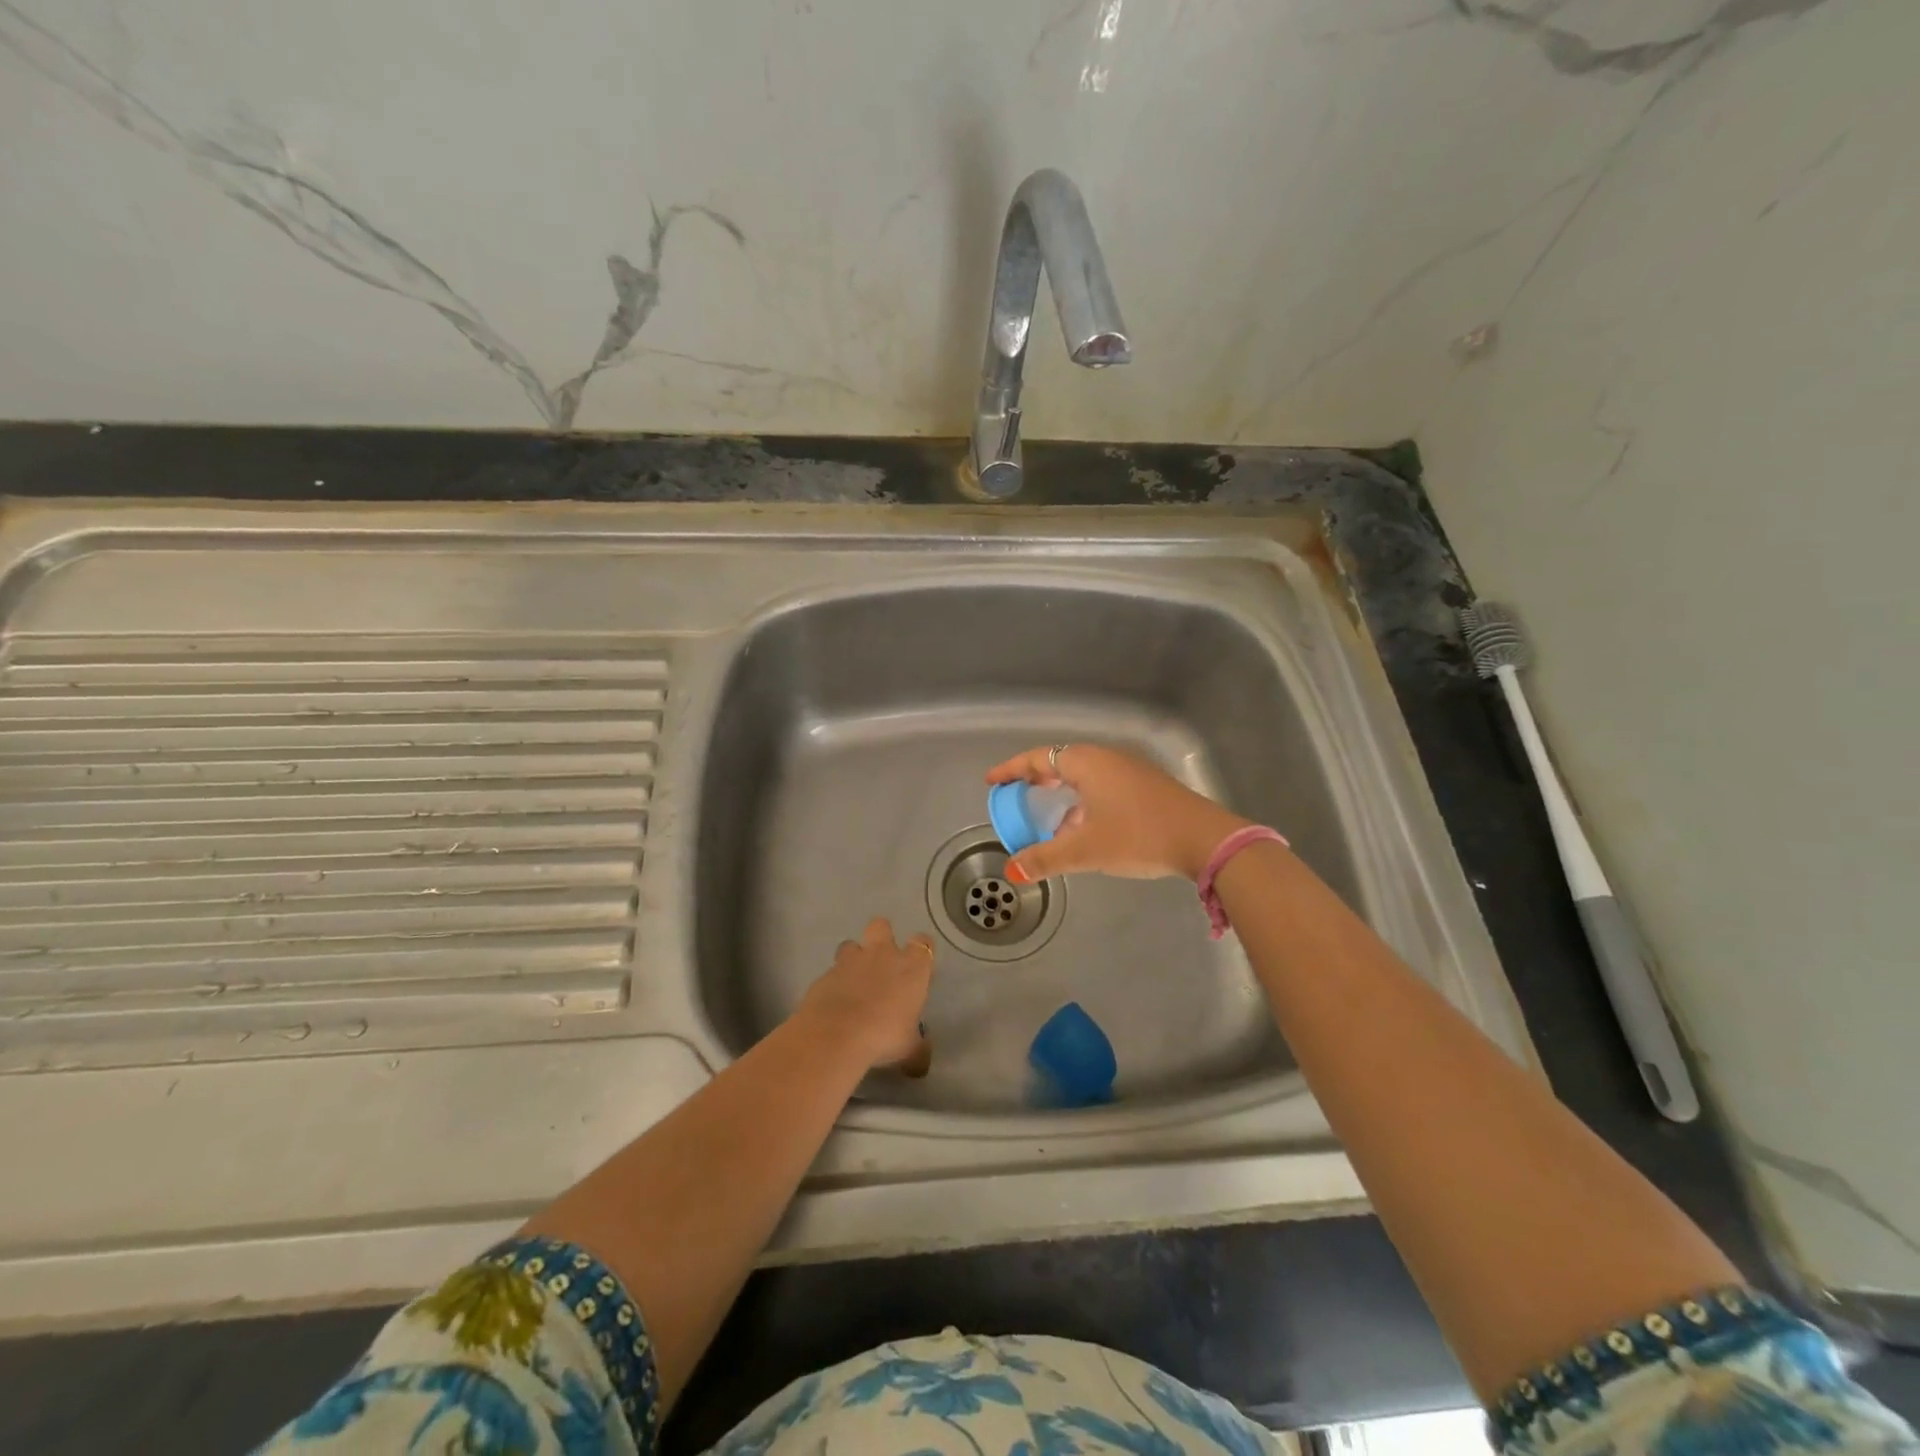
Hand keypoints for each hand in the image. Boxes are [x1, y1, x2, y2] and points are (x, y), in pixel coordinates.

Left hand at [793, 917, 934, 1073]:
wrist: (837, 1034)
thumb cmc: (885, 1035)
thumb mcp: (910, 1050)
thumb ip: (918, 1050)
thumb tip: (922, 1063)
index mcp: (911, 967)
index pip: (922, 943)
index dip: (920, 951)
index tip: (918, 968)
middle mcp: (882, 955)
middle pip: (881, 926)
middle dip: (881, 936)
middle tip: (881, 961)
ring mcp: (850, 962)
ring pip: (850, 944)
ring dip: (852, 958)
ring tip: (853, 982)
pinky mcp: (824, 975)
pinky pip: (831, 972)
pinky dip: (833, 984)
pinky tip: (834, 1004)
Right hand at [985, 744, 1250, 883]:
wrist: (1205, 840)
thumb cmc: (1139, 835)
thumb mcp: (1086, 849)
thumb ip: (1046, 859)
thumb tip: (1012, 871)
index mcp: (1087, 763)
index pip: (1038, 758)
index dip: (1011, 769)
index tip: (992, 781)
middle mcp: (1106, 759)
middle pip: (1060, 762)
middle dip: (1035, 779)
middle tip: (1016, 795)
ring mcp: (1130, 771)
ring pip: (1084, 776)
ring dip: (1062, 792)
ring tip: (1047, 816)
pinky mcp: (1146, 787)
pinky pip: (1101, 786)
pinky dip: (1082, 800)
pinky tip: (1084, 827)